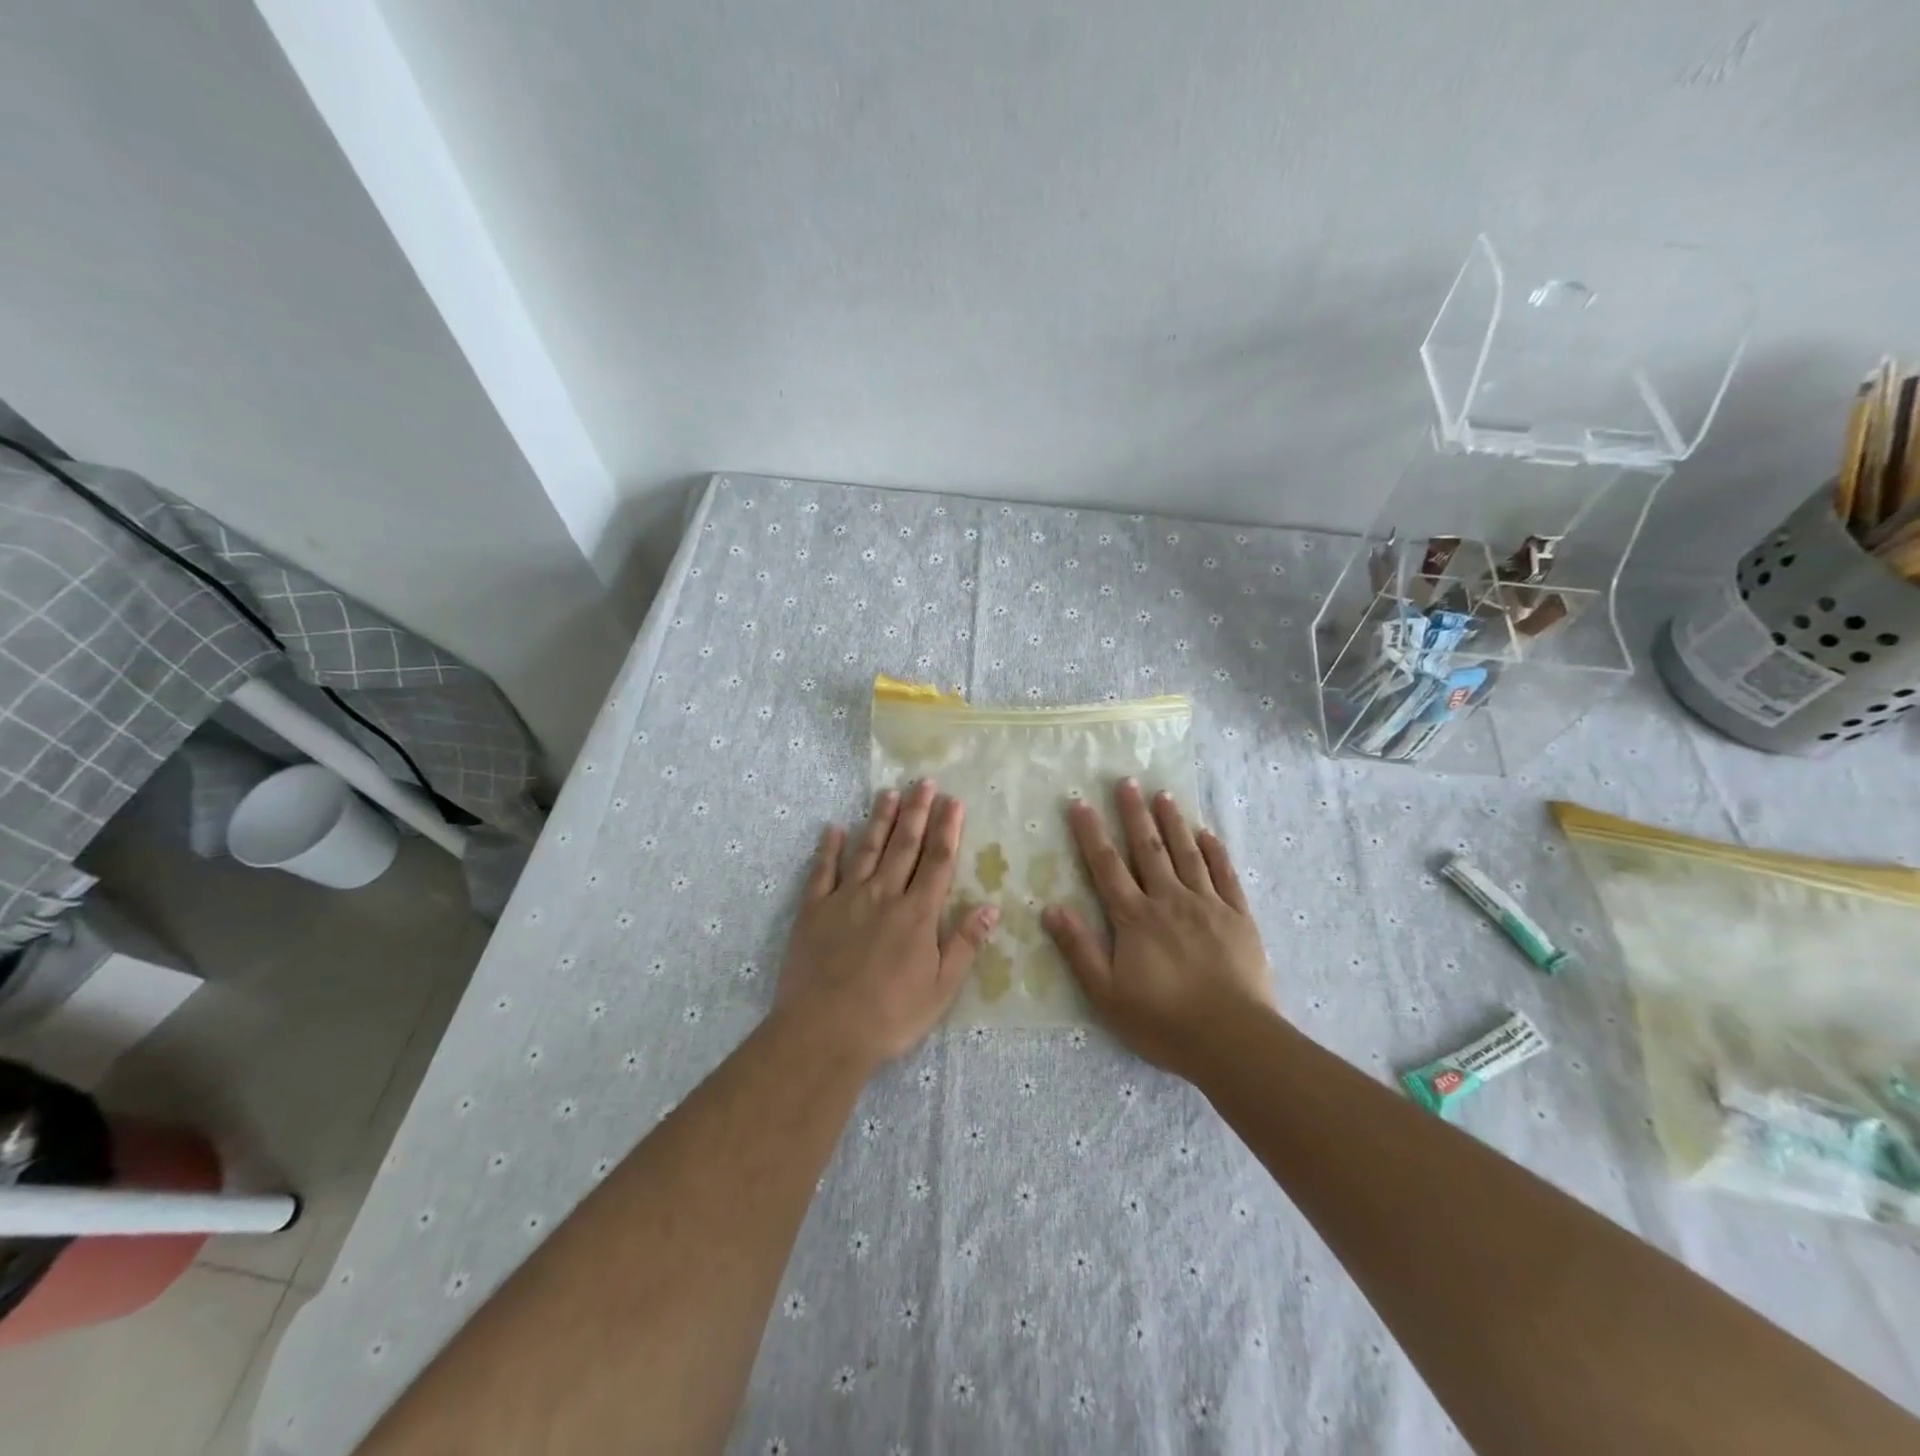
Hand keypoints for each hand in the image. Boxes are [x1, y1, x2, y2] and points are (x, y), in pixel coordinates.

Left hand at [776, 780, 998, 1073]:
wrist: (824, 1032)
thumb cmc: (891, 1016)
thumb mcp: (942, 988)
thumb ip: (965, 943)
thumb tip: (991, 906)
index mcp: (917, 913)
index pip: (937, 861)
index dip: (948, 829)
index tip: (953, 800)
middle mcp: (883, 895)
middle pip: (903, 845)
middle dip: (916, 811)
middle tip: (923, 782)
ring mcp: (845, 899)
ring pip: (866, 849)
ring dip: (880, 820)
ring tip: (889, 793)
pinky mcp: (813, 910)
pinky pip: (822, 871)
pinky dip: (828, 849)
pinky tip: (834, 829)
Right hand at [1043, 779, 1273, 1077]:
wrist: (1233, 1039)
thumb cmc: (1162, 1021)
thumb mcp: (1106, 993)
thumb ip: (1078, 948)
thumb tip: (1050, 908)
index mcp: (1134, 917)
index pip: (1107, 866)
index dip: (1092, 833)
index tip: (1081, 803)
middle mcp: (1169, 900)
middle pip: (1148, 849)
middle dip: (1134, 814)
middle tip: (1127, 781)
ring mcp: (1207, 905)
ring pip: (1187, 853)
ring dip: (1173, 822)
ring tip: (1163, 795)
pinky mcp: (1238, 917)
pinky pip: (1225, 875)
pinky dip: (1215, 851)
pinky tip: (1207, 833)